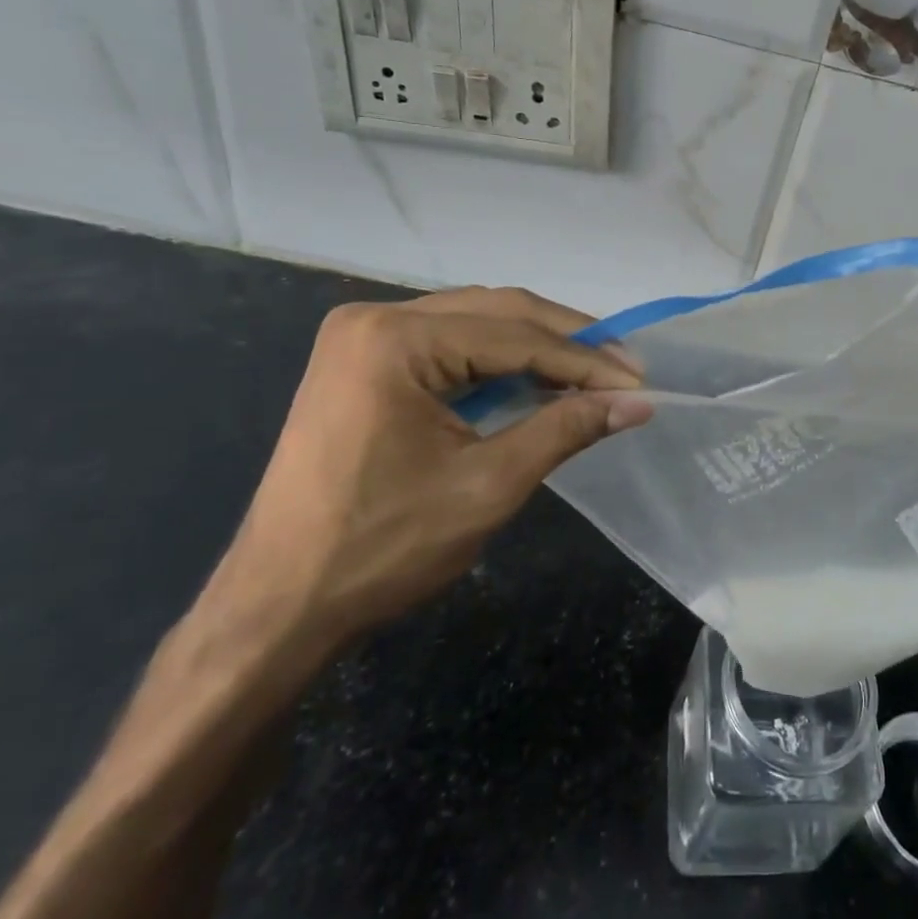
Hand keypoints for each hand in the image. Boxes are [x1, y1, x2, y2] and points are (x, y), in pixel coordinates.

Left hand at [205, 288, 648, 651]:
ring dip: (536, 345)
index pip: (515, 336)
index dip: (585, 360)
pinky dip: (498, 360)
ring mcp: (362, 338)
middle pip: (497, 312)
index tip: (638, 382)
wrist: (279, 606)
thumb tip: (637, 402)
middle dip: (566, 340)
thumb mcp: (488, 486)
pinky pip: (448, 344)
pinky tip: (535, 379)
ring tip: (591, 373)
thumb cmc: (382, 548)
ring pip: (475, 322)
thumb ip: (565, 429)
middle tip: (623, 370)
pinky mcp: (361, 363)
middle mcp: (374, 318)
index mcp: (395, 339)